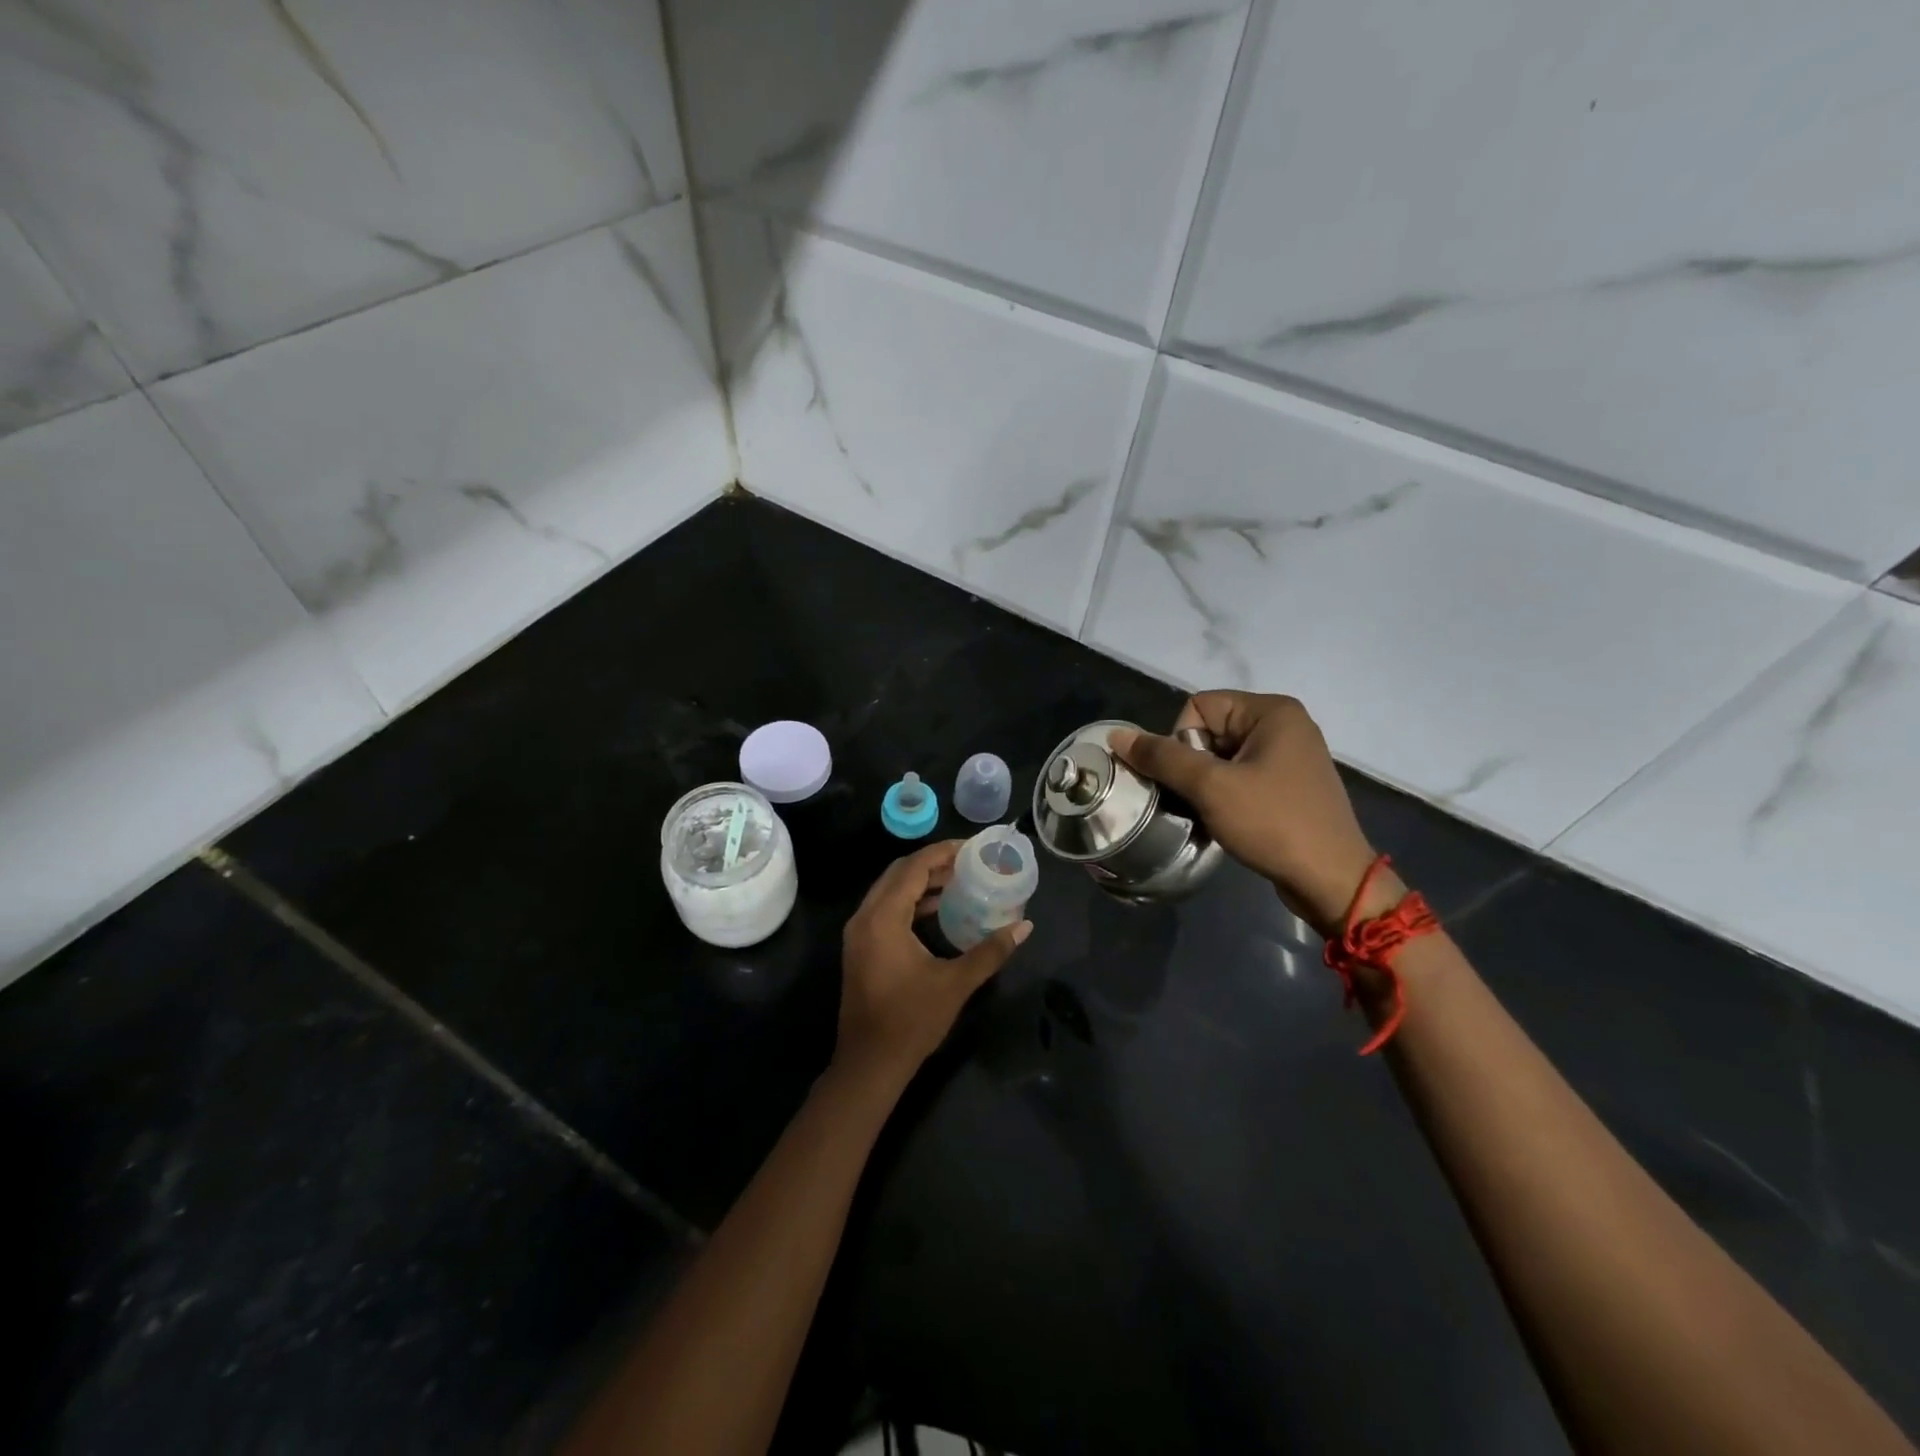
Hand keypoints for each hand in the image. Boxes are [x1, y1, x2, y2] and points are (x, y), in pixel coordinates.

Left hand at [834, 840, 1030, 1090]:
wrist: (869, 1063)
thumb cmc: (911, 1021)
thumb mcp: (956, 983)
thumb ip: (991, 951)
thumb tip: (1025, 926)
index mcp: (883, 918)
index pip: (913, 868)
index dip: (942, 853)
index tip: (972, 847)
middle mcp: (865, 917)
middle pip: (898, 873)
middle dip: (932, 863)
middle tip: (968, 862)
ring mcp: (859, 932)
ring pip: (890, 890)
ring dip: (920, 882)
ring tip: (958, 880)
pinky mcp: (860, 947)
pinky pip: (885, 908)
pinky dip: (910, 901)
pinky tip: (938, 909)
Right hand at [1112, 692, 1383, 936]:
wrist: (1331, 881)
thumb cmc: (1273, 823)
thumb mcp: (1211, 787)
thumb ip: (1162, 757)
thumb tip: (1117, 737)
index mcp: (1272, 711)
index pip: (1199, 706)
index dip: (1182, 740)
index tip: (1193, 779)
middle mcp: (1283, 725)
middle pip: (1209, 731)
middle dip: (1192, 766)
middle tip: (1198, 800)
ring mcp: (1289, 756)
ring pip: (1221, 757)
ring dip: (1204, 785)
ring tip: (1208, 814)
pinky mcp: (1288, 785)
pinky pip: (1240, 777)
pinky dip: (1223, 796)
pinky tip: (1225, 821)